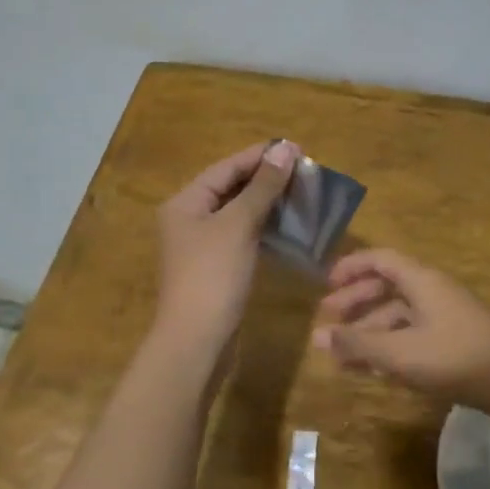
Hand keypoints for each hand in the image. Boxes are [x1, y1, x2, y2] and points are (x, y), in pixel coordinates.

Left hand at [153, 140, 299, 354]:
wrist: (197, 341)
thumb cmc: (213, 276)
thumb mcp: (238, 225)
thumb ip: (262, 186)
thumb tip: (285, 149)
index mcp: (185, 202)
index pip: (226, 168)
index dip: (260, 156)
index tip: (296, 148)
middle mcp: (189, 219)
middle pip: (230, 188)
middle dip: (266, 179)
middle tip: (304, 171)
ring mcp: (202, 245)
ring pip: (238, 213)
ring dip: (268, 203)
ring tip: (302, 194)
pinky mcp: (216, 267)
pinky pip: (242, 236)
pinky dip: (263, 228)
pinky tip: (288, 226)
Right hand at [313, 247, 489, 415]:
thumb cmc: (455, 358)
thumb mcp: (400, 353)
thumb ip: (358, 345)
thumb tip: (317, 337)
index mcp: (421, 280)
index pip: (380, 259)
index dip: (351, 268)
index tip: (325, 285)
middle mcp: (432, 291)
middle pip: (386, 287)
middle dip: (355, 303)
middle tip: (327, 323)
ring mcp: (445, 316)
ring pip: (398, 315)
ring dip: (369, 331)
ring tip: (342, 357)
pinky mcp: (455, 341)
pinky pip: (412, 335)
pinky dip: (390, 346)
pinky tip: (374, 370)